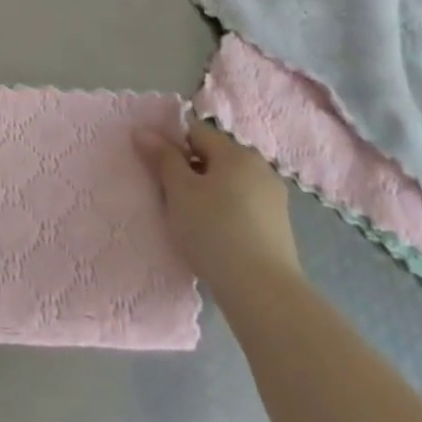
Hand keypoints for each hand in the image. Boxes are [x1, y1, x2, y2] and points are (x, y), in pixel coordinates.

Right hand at [145, 119, 301, 299]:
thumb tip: (142, 130)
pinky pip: (244, 205)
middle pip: (215, 157)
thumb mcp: (179, 191)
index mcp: (236, 152)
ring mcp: (274, 197)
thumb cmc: (214, 230)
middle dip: (191, 170)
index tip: (156, 169)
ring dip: (209, 192)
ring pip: (230, 183)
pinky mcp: (279, 226)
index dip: (172, 144)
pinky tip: (215, 236)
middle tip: (170, 197)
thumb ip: (162, 158)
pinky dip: (227, 212)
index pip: (196, 132)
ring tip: (191, 220)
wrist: (262, 290)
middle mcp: (260, 166)